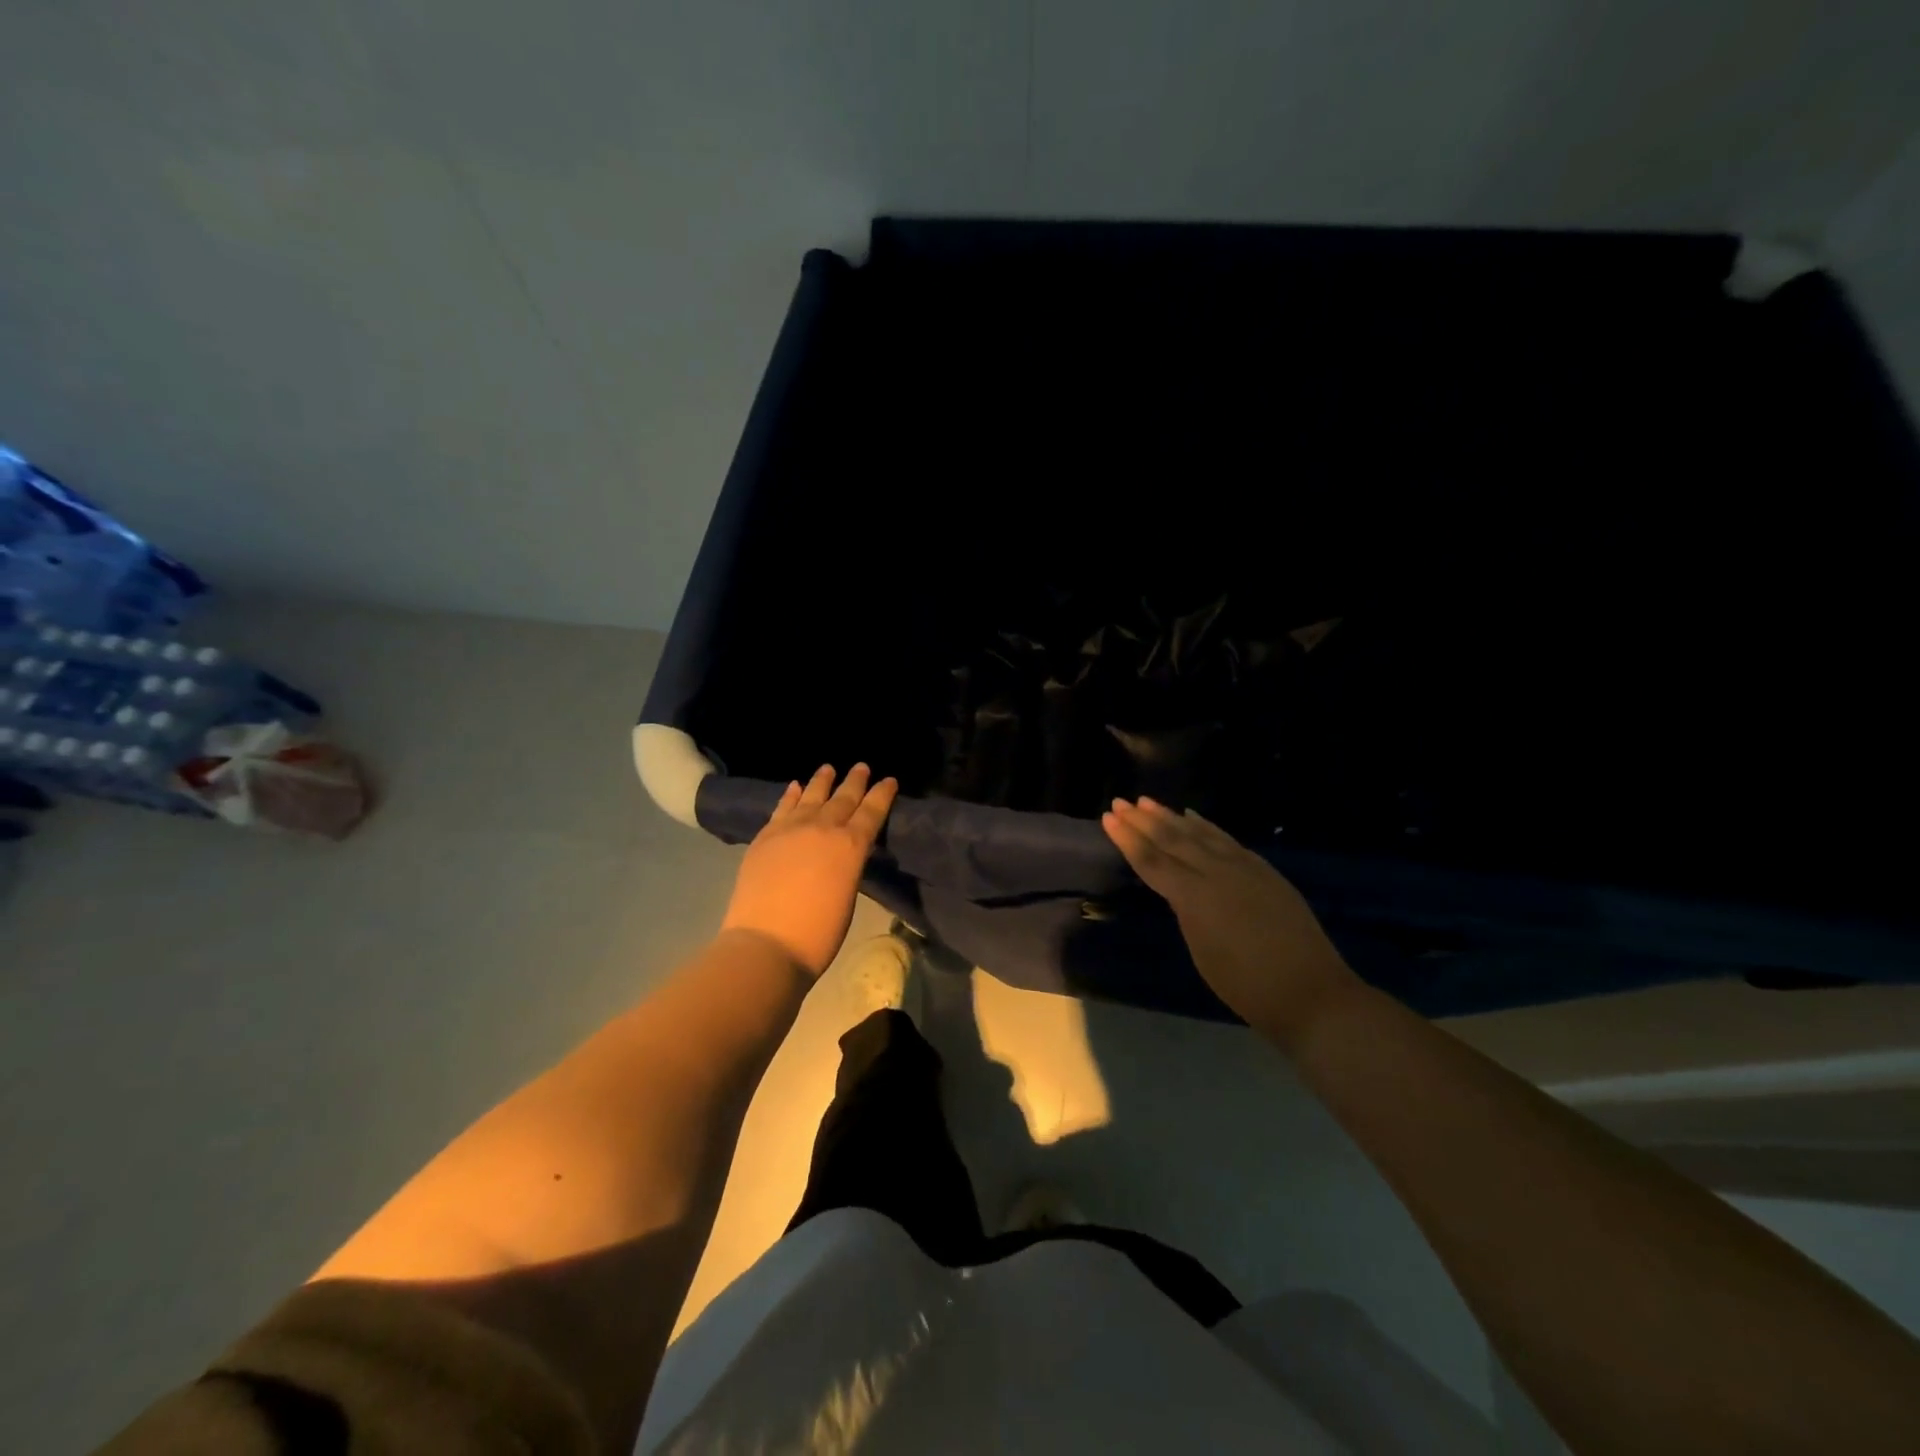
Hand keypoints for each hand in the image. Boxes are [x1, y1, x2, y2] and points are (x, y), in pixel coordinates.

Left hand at [720, 764, 898, 976]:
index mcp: (851, 846)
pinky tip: (795, 786)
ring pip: (811, 796)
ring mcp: (790, 829)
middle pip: (843, 798)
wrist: (765, 944)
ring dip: (822, 781)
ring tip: (828, 768)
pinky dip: (791, 795)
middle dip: (855, 782)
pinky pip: (782, 808)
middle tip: (862, 767)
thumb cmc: (817, 934)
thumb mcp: (847, 897)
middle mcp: (823, 829)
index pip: (872, 812)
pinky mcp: (765, 837)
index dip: (882, 794)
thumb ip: (847, 867)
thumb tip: (840, 855)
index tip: (889, 780)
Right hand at [1102, 797, 1359, 1045]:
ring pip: (1200, 834)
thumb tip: (1180, 888)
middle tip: (1121, 801)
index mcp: (1195, 897)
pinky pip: (1226, 839)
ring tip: (1148, 802)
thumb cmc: (1246, 986)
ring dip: (1171, 817)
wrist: (1311, 992)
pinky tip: (1193, 817)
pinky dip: (1206, 826)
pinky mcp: (1264, 870)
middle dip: (1143, 820)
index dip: (1128, 839)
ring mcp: (1244, 868)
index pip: (1152, 861)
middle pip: (1173, 840)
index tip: (1108, 817)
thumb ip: (1187, 911)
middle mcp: (1217, 873)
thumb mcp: (1201, 951)